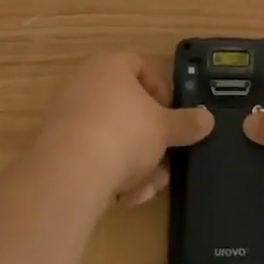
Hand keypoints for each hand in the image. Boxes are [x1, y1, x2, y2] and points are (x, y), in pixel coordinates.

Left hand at [35, 53, 214, 206]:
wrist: (69, 173)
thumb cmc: (124, 133)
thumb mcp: (164, 128)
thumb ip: (187, 123)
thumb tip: (208, 119)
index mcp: (110, 65)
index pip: (141, 66)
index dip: (161, 91)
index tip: (171, 118)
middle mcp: (85, 83)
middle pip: (127, 108)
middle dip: (149, 139)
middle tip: (162, 160)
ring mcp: (67, 115)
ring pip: (112, 137)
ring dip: (133, 163)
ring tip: (147, 188)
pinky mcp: (56, 148)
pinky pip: (92, 155)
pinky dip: (110, 173)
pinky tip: (123, 197)